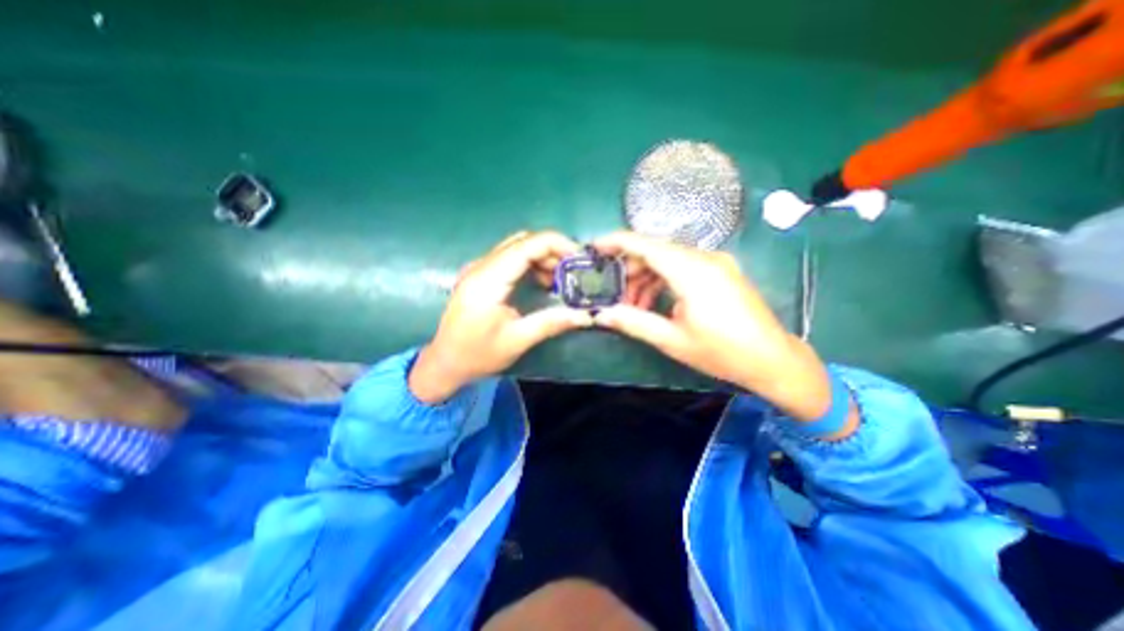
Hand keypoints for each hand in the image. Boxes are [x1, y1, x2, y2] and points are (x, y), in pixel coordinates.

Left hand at [406, 233, 596, 404]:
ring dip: (542, 257)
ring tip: (561, 280)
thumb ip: (551, 322)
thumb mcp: (517, 341)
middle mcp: (481, 266)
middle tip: (574, 271)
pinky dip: (530, 264)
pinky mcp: (479, 276)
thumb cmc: (477, 355)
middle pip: (523, 241)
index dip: (557, 244)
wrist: (444, 363)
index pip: (527, 244)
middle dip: (553, 251)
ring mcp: (478, 269)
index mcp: (488, 280)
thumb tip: (586, 315)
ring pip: (517, 247)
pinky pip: (509, 258)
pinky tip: (542, 282)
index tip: (581, 258)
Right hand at [591, 232, 837, 423]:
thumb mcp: (672, 340)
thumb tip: (601, 314)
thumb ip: (634, 322)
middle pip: (656, 251)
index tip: (594, 247)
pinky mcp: (721, 271)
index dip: (616, 242)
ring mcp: (716, 263)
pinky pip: (683, 267)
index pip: (646, 245)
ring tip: (634, 307)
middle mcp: (704, 258)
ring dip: (647, 278)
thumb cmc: (723, 352)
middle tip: (614, 294)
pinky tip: (656, 304)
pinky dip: (664, 281)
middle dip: (630, 270)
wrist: (773, 360)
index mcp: (692, 271)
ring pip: (668, 259)